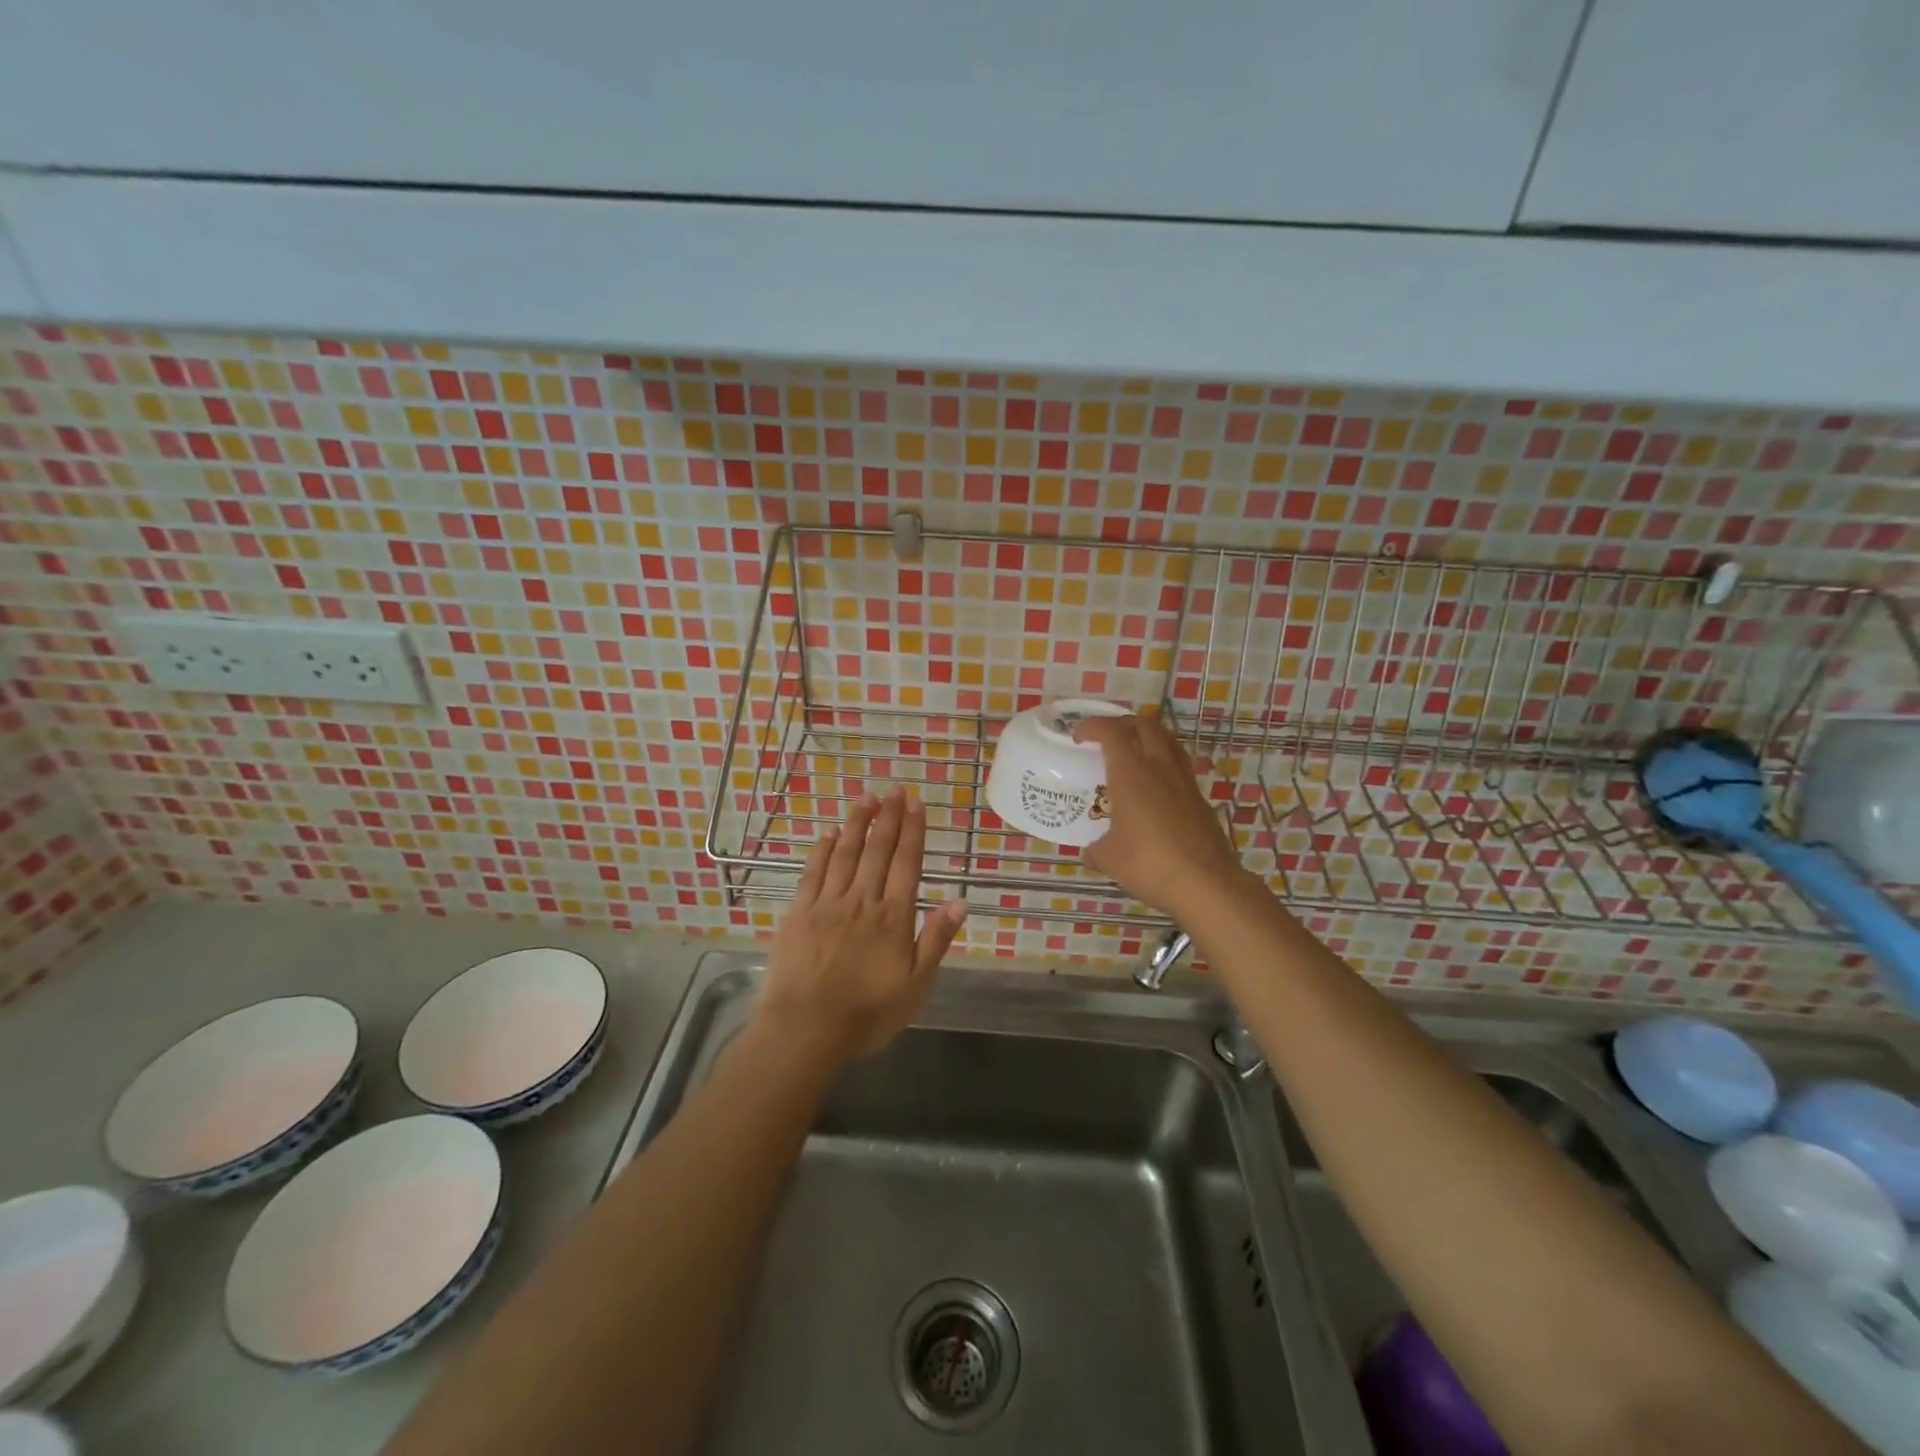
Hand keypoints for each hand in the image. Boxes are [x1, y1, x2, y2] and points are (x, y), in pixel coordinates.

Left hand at [758, 790, 967, 1062]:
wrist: (805, 1030)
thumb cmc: (867, 1014)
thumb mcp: (916, 986)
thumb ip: (935, 941)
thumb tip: (959, 902)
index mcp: (893, 917)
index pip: (907, 863)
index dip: (913, 831)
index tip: (917, 804)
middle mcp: (862, 900)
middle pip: (878, 850)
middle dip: (888, 817)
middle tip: (895, 788)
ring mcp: (827, 903)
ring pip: (845, 853)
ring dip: (857, 823)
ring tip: (867, 798)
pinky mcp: (798, 912)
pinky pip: (812, 872)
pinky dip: (822, 849)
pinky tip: (828, 833)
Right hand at [1073, 714, 1250, 920]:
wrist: (1206, 884)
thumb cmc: (1149, 864)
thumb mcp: (1109, 859)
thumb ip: (1096, 850)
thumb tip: (1091, 852)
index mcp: (1130, 773)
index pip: (1111, 731)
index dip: (1092, 726)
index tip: (1079, 735)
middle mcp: (1159, 768)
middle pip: (1145, 725)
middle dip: (1124, 723)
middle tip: (1108, 736)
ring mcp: (1184, 782)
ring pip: (1169, 742)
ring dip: (1149, 738)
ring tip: (1135, 752)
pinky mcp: (1200, 800)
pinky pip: (1180, 768)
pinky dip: (1165, 765)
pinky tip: (1156, 788)